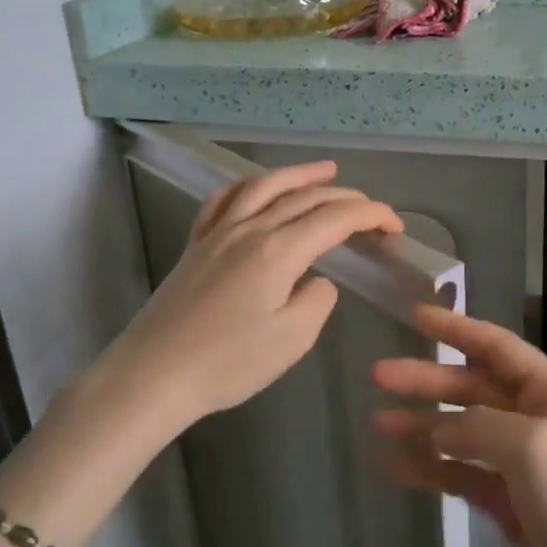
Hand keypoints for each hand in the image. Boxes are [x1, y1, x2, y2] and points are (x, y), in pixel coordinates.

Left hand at [85, 161, 401, 431]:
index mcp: (279, 251)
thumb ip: (317, 300)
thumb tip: (315, 280)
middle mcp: (250, 229)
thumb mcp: (292, 339)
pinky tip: (255, 189)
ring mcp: (218, 233)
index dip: (371, 215)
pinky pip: (223, 201)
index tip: (394, 226)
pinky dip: (247, 186)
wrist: (152, 376)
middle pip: (305, 197)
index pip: (336, 218)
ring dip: (299, 174)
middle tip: (370, 208)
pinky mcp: (196, 246)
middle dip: (345, 197)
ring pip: (264, 187)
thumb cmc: (228, 363)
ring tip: (325, 170)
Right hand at [372, 307, 546, 546]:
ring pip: (462, 433)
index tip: (414, 315)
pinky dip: (431, 470)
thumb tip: (440, 428)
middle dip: (427, 380)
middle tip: (377, 376)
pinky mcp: (510, 506)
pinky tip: (397, 469)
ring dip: (422, 426)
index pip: (496, 347)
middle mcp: (535, 420)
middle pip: (471, 388)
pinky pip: (462, 476)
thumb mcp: (535, 448)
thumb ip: (481, 426)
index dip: (456, 328)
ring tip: (378, 424)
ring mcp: (522, 465)